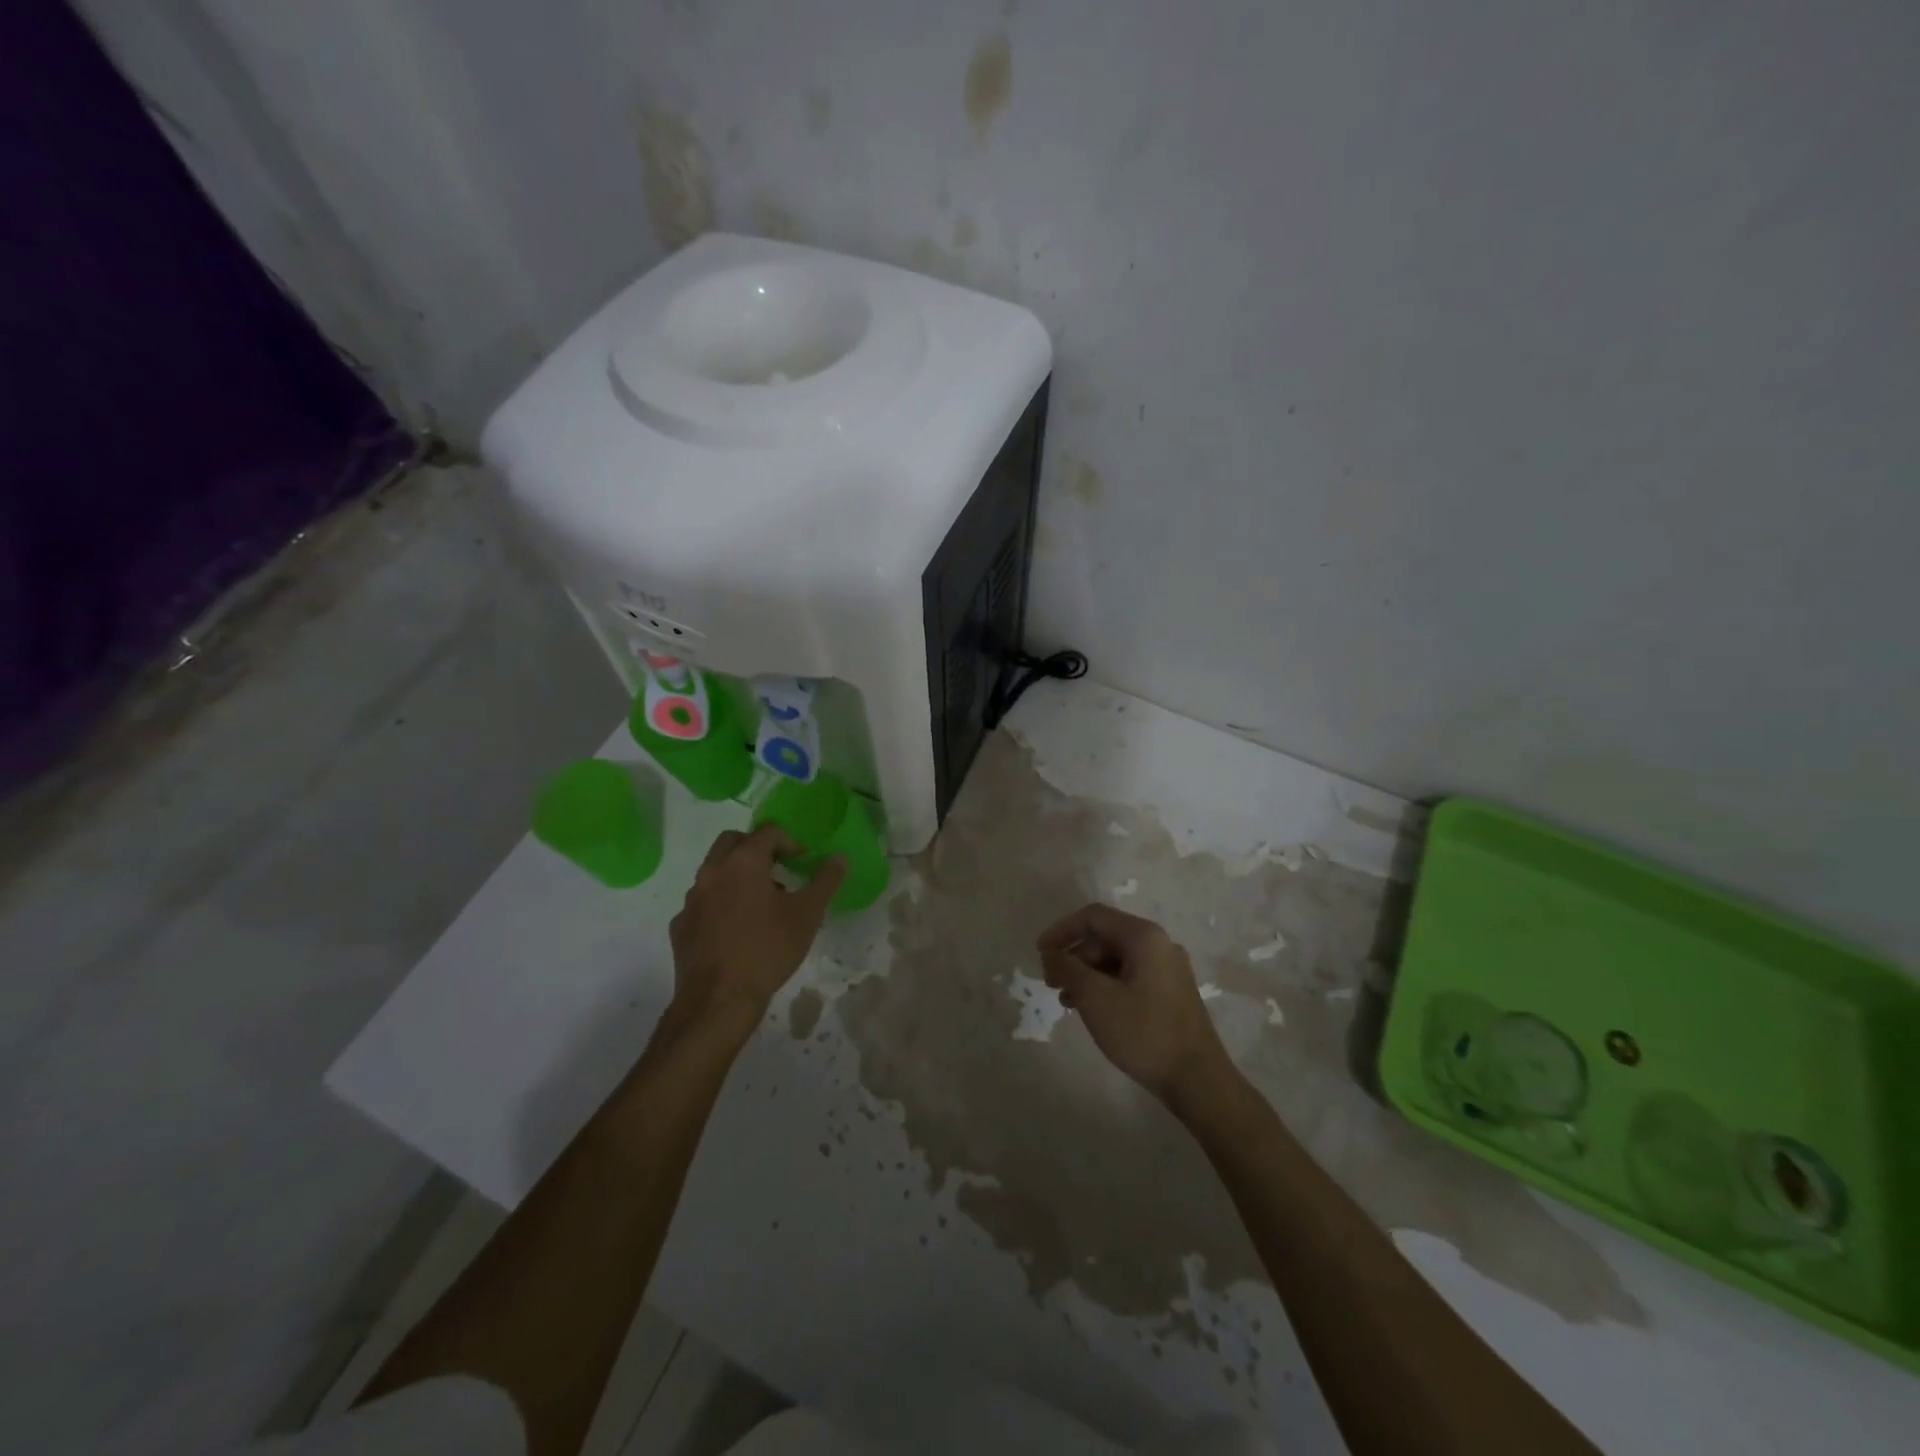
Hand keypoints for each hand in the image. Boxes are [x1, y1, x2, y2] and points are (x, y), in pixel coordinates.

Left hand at [667, 826, 844, 1040]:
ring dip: (736, 874)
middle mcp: (712, 871)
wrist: (718, 1001)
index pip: (768, 832)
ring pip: (714, 870)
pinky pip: (702, 901)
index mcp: (744, 862)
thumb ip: (825, 881)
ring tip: (760, 903)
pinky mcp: (681, 925)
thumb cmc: (768, 950)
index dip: (790, 841)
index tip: (802, 862)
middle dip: (756, 848)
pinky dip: (719, 903)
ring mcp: (692, 899)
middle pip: (732, 841)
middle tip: (777, 870)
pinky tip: (735, 929)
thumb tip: (839, 858)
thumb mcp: (808, 914)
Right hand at [1037, 904, 1237, 1110]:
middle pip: (1105, 937)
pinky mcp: (1171, 992)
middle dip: (1074, 956)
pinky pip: (1130, 976)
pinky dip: (1106, 986)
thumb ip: (1068, 969)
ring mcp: (1168, 969)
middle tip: (1051, 983)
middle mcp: (1159, 944)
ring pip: (1116, 959)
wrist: (1198, 1080)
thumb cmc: (1144, 1032)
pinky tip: (1092, 1010)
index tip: (1039, 953)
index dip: (1061, 930)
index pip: (1093, 917)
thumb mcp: (1095, 998)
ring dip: (1087, 974)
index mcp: (1144, 937)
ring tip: (1067, 1001)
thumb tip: (1051, 955)